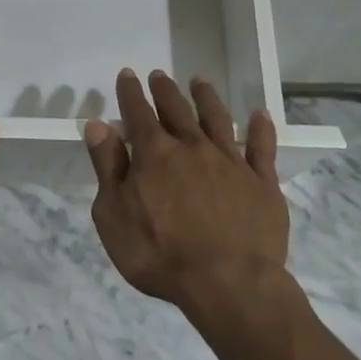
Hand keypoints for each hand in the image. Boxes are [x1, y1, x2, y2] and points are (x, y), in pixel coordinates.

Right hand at [85, 70, 289, 314]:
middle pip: (177, 109)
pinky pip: (262, 148)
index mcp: (154, 153)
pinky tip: (259, 115)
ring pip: (217, 119)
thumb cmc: (159, 254)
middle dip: (165, 90)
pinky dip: (260, 129)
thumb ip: (107, 168)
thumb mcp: (113, 216)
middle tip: (160, 75)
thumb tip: (98, 126)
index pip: (138, 112)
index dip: (130, 92)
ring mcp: (230, 162)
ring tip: (200, 82)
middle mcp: (192, 147)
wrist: (228, 284)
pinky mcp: (262, 183)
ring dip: (207, 98)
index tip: (127, 75)